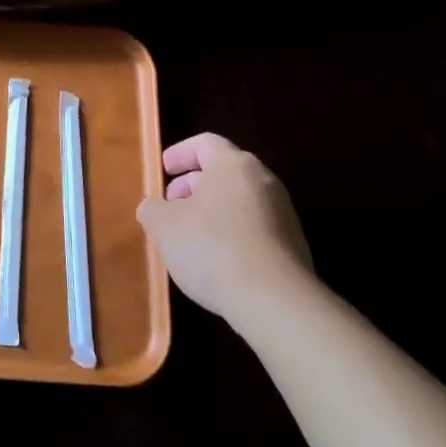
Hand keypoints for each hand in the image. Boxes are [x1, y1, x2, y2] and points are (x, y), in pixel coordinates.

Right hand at [136, 133, 315, 329]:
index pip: (205, 143)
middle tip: (171, 206)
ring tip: (188, 238)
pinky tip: (215, 261)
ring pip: (238, 203)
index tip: (163, 170)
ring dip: (211, 213)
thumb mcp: (164, 226)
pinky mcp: (293, 248)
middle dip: (192, 186)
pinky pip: (254, 229)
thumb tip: (154, 208)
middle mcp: (264, 182)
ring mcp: (284, 216)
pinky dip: (231, 235)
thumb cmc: (212, 248)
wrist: (276, 303)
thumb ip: (152, 209)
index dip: (180, 153)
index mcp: (234, 166)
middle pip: (223, 173)